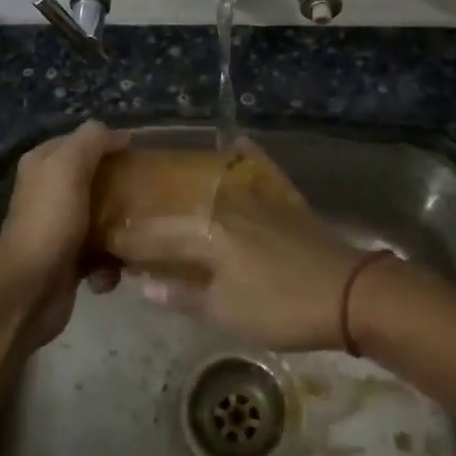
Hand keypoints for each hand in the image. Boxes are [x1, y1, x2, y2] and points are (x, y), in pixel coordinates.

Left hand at [0, 120, 128, 351]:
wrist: (28, 291)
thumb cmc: (49, 222)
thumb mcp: (68, 167)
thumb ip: (92, 140)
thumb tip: (121, 134)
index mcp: (43, 164)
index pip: (82, 142)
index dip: (110, 145)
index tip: (143, 156)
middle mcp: (49, 192)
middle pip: (97, 180)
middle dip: (122, 189)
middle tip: (148, 195)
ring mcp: (59, 228)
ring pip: (104, 218)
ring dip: (121, 230)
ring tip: (136, 236)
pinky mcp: (70, 261)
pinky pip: (102, 254)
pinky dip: (111, 264)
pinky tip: (113, 271)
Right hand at [103, 146, 369, 351]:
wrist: (349, 293)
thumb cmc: (282, 306)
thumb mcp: (226, 311)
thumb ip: (182, 294)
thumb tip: (141, 284)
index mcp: (206, 230)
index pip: (155, 233)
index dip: (128, 241)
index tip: (107, 245)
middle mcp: (225, 202)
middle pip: (179, 203)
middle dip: (153, 210)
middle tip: (131, 219)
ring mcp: (257, 195)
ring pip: (212, 183)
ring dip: (187, 186)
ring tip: (168, 193)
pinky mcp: (281, 198)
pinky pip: (254, 168)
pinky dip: (242, 155)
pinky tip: (235, 144)